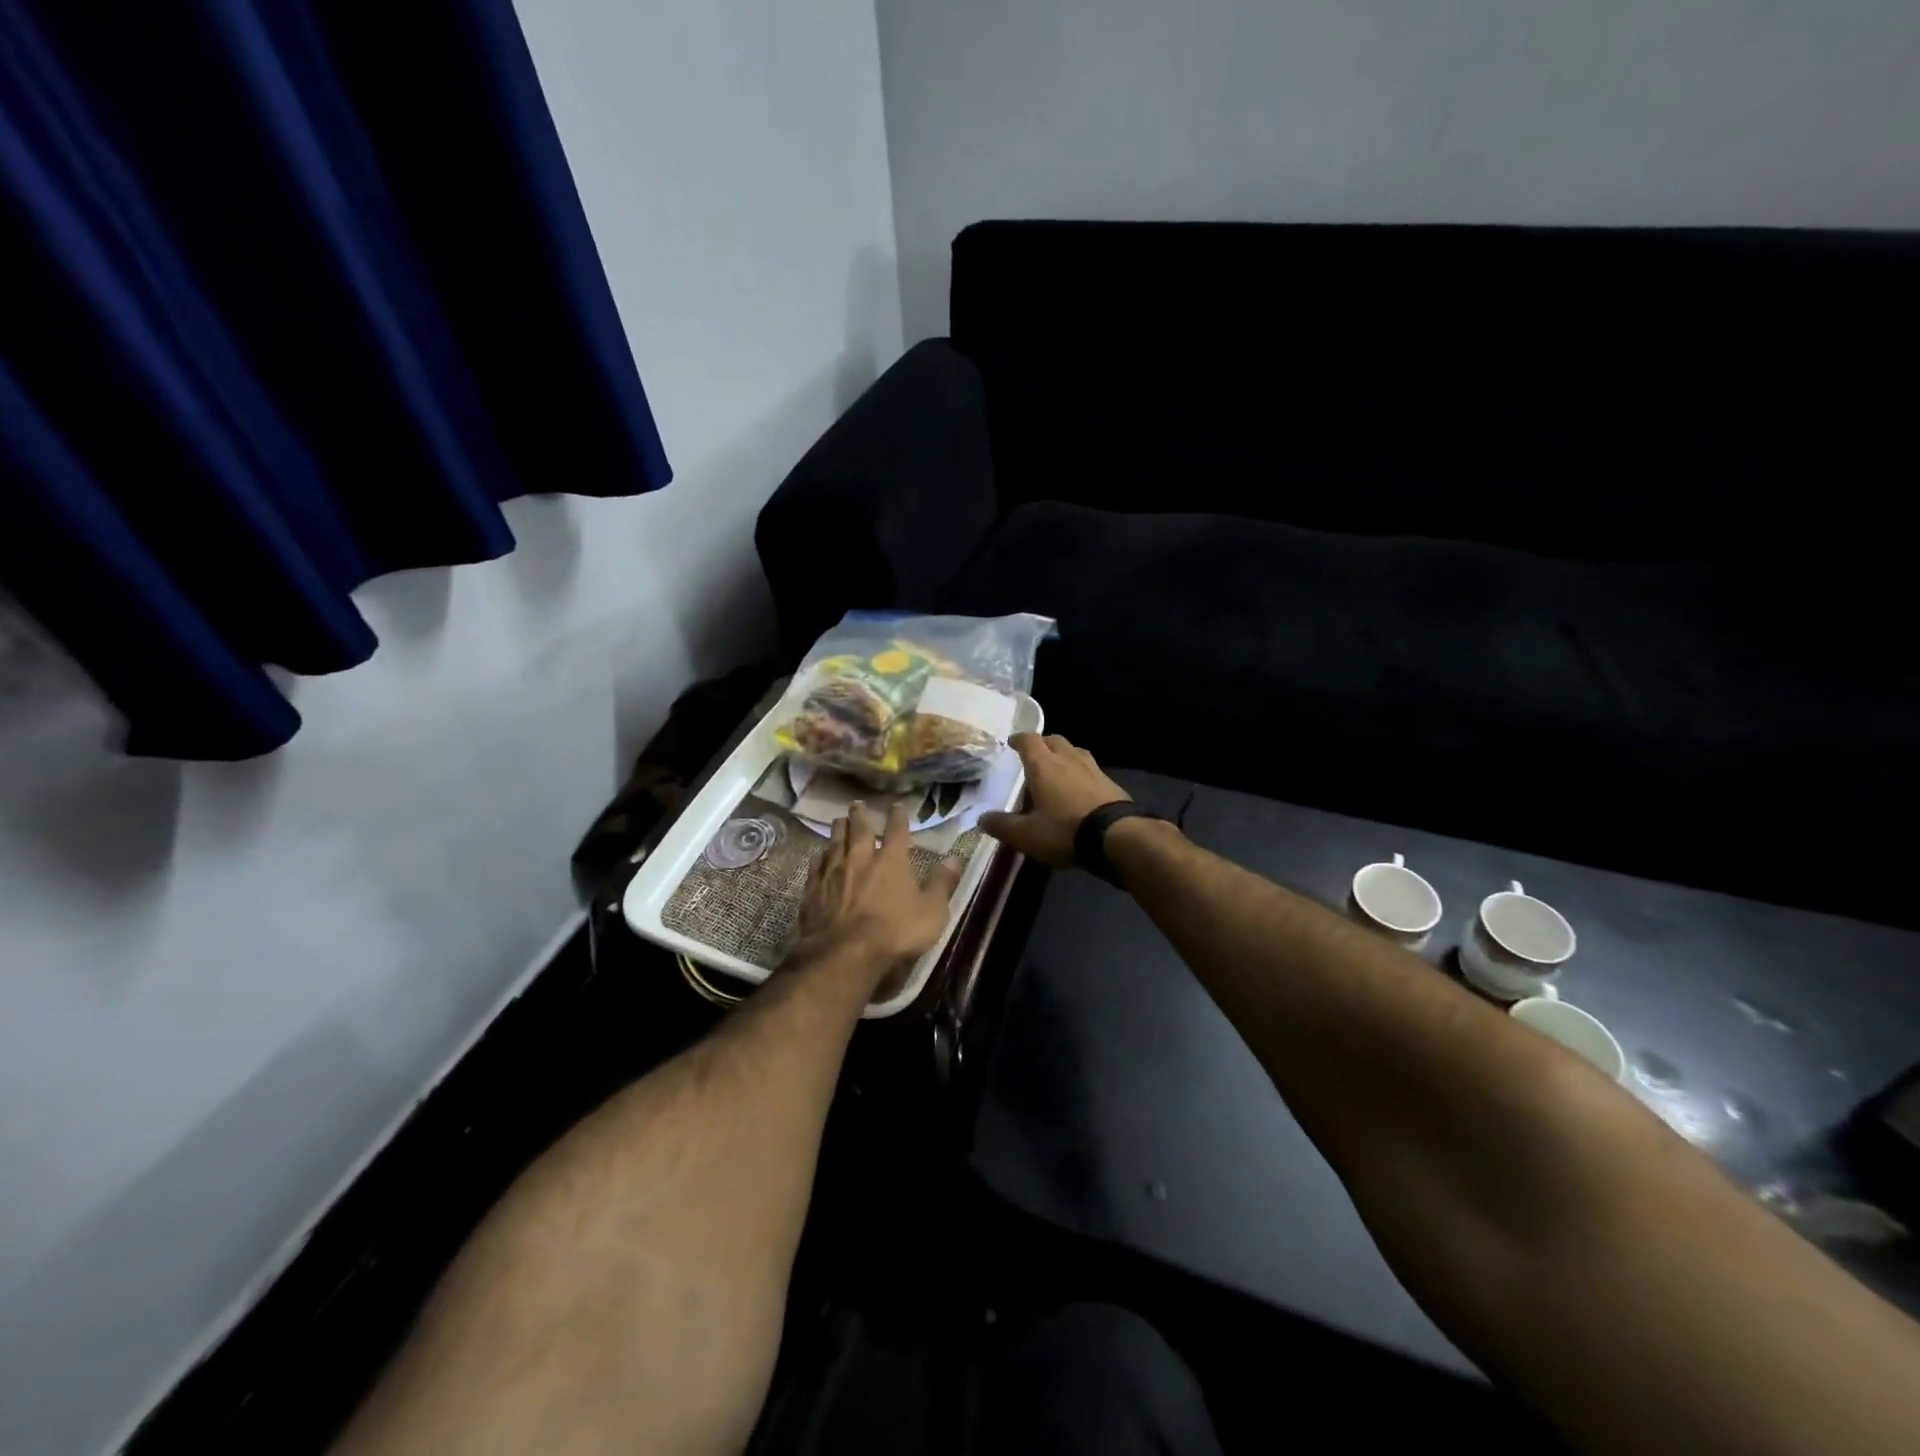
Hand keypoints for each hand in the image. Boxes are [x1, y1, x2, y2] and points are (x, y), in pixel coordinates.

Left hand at [788, 802, 962, 985]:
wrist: (843, 953)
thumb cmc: (894, 933)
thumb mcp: (931, 912)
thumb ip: (941, 884)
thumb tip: (953, 859)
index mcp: (891, 860)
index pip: (896, 830)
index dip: (898, 815)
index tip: (897, 805)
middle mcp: (860, 858)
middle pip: (859, 829)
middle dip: (860, 815)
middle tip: (857, 803)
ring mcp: (833, 872)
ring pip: (834, 842)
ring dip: (838, 830)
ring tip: (838, 820)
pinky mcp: (813, 889)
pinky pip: (816, 865)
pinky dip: (819, 856)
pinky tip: (818, 855)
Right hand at [979, 733, 1131, 868]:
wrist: (1117, 837)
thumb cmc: (1065, 831)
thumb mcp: (1026, 835)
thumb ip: (1002, 825)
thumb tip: (982, 818)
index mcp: (1044, 765)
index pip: (1029, 740)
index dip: (1019, 739)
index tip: (1012, 743)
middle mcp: (1068, 759)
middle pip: (1055, 740)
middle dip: (1043, 744)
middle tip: (1034, 756)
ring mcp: (1093, 769)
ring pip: (1075, 751)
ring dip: (1064, 755)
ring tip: (1058, 769)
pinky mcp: (1111, 783)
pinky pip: (1091, 769)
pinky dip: (1081, 773)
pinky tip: (1080, 788)